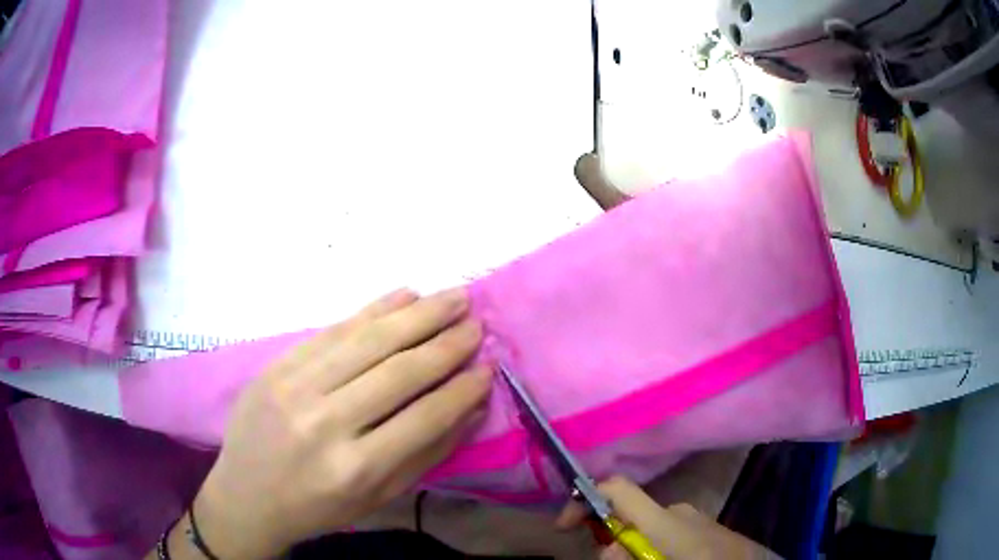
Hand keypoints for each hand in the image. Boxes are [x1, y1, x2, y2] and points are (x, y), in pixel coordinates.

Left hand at [183, 288, 490, 558]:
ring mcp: (295, 387)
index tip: (489, 366)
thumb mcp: (378, 497)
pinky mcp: (277, 365)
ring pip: (367, 340)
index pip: (425, 416)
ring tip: (454, 297)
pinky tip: (404, 295)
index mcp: (356, 468)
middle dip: (446, 343)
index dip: (462, 388)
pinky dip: (373, 309)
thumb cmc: (318, 507)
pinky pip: (332, 329)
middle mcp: (326, 422)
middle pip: (399, 371)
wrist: (246, 495)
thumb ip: (427, 453)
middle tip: (477, 321)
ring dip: (418, 314)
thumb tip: (472, 406)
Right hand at [556, 476, 775, 559]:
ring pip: (646, 532)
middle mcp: (677, 511)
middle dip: (612, 545)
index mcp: (666, 519)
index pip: (618, 489)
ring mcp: (693, 519)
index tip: (563, 526)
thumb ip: (626, 557)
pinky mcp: (703, 529)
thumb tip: (609, 548)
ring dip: (633, 552)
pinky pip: (665, 537)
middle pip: (627, 518)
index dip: (583, 500)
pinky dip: (653, 551)